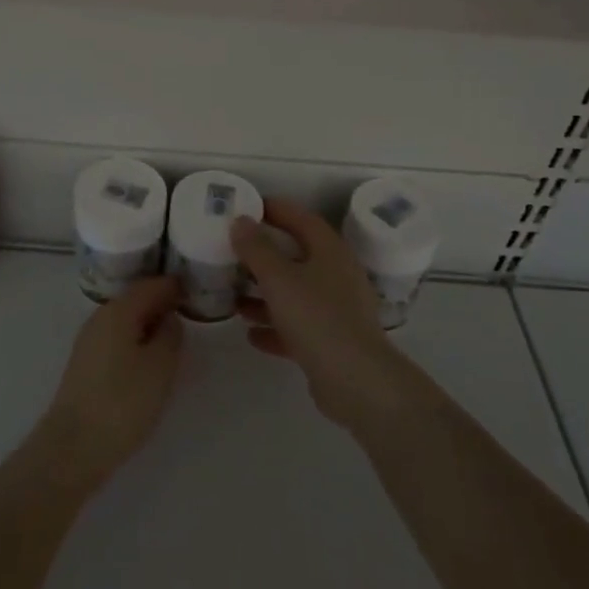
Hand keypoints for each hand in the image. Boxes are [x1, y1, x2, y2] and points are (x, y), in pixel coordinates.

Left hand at [37, 275, 184, 486]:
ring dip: (148, 322)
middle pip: (135, 299)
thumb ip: (170, 335)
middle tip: (189, 311)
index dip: (174, 285)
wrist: (74, 447)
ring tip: (173, 336)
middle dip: (161, 302)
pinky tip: (149, 357)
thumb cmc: (123, 402)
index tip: (195, 288)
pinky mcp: (86, 363)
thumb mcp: (160, 367)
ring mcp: (89, 340)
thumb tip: (169, 318)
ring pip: (125, 320)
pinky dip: (136, 339)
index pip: (150, 285)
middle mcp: (100, 317)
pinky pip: (117, 338)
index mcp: (119, 310)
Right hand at [232, 198, 407, 429]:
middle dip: (263, 256)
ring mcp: (337, 310)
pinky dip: (275, 327)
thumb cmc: (317, 317)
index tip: (246, 207)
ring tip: (234, 297)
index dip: (275, 209)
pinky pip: (297, 327)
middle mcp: (337, 275)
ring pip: (294, 294)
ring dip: (264, 295)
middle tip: (232, 253)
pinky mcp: (331, 342)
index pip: (301, 218)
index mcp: (330, 251)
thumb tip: (241, 221)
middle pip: (296, 257)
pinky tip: (250, 334)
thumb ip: (256, 249)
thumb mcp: (279, 278)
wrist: (356, 381)